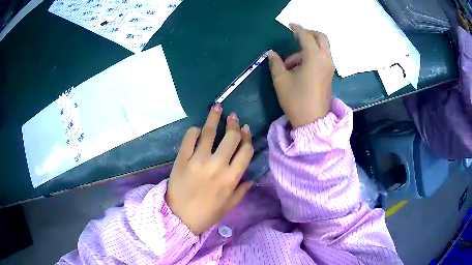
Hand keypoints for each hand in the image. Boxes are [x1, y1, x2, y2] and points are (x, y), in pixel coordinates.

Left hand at [166, 104, 253, 234]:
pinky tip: (198, 129)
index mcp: (231, 178)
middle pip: (231, 138)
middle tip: (233, 117)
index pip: (245, 151)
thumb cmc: (206, 214)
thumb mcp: (229, 206)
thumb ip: (241, 191)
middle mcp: (217, 166)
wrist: (179, 218)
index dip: (247, 137)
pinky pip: (189, 138)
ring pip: (209, 133)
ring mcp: (198, 160)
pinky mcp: (182, 159)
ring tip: (218, 107)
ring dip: (215, 117)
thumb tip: (251, 179)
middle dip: (234, 125)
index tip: (246, 129)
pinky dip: (194, 131)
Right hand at [268, 23, 333, 127]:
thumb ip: (276, 63)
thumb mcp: (281, 80)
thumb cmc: (296, 99)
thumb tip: (271, 53)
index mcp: (314, 57)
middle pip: (322, 38)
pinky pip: (323, 58)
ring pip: (322, 48)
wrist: (312, 121)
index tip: (290, 25)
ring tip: (291, 63)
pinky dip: (313, 56)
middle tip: (297, 36)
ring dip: (309, 48)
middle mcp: (325, 59)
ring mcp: (330, 68)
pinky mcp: (330, 75)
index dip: (297, 29)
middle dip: (310, 33)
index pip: (306, 36)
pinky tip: (300, 68)